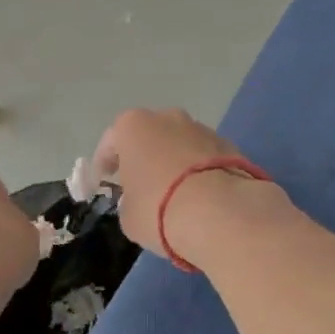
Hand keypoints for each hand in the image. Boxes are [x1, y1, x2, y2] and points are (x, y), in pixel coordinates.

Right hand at [93, 108, 268, 256]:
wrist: (221, 212)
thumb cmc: (159, 209)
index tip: (104, 181)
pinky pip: (205, 158)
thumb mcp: (128, 215)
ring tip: (175, 193)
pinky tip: (201, 196)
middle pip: (149, 136)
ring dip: (174, 162)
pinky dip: (200, 171)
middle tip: (141, 184)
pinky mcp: (230, 145)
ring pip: (180, 144)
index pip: (110, 141)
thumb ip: (129, 200)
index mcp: (133, 126)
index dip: (105, 163)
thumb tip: (140, 198)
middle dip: (144, 156)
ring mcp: (201, 128)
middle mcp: (167, 117)